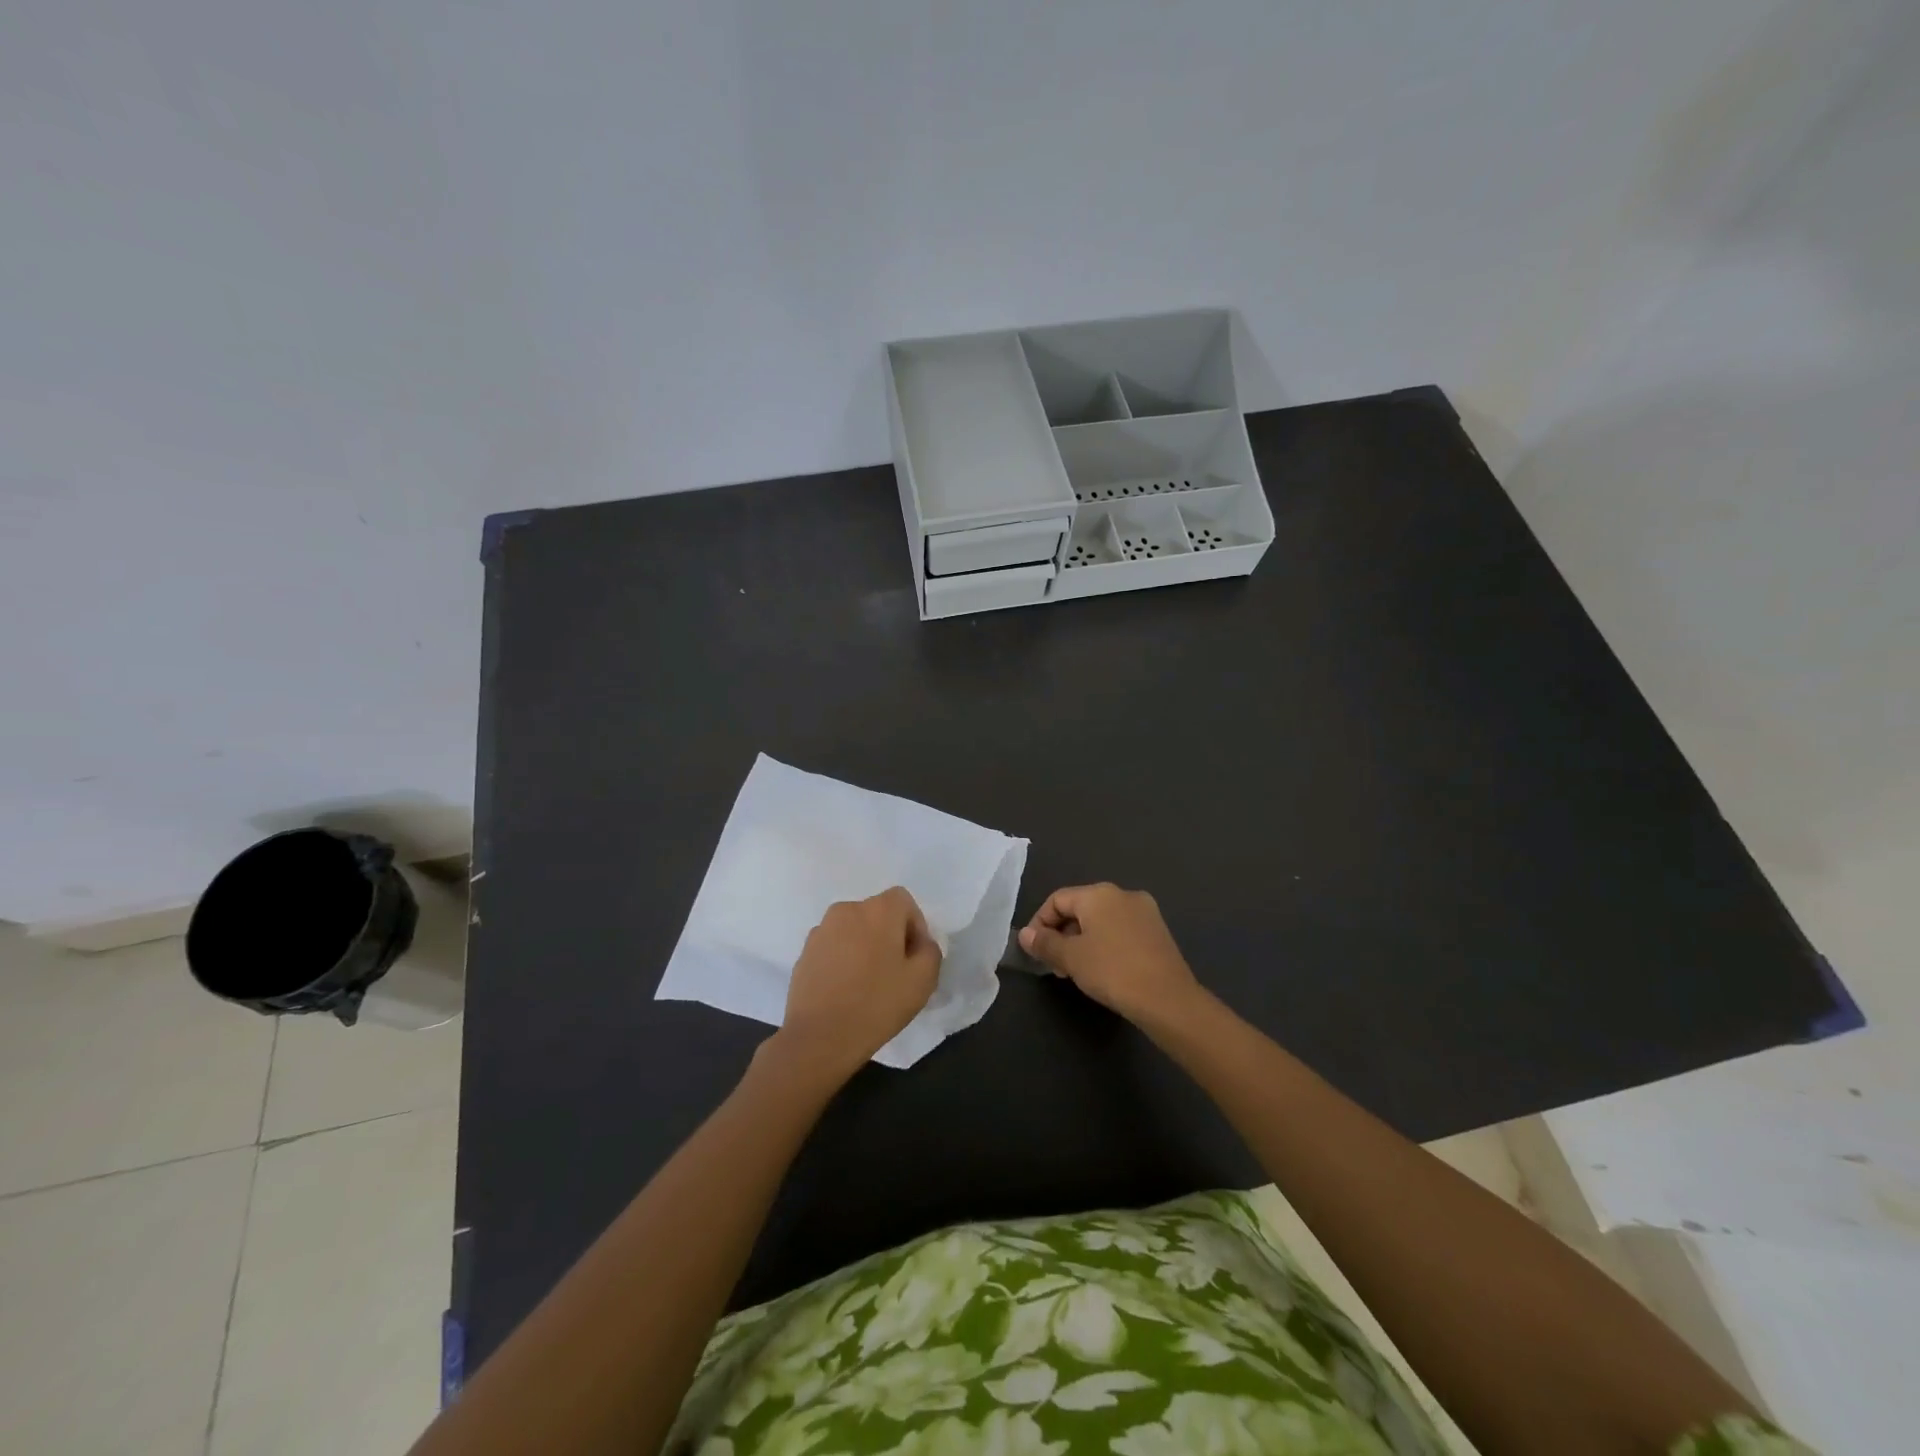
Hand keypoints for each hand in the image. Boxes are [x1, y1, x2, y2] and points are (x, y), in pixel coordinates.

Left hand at [772, 887, 941, 1079]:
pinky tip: (845, 990)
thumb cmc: (876, 1004)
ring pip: (853, 930)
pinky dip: (843, 959)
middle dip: (889, 936)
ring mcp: (821, 930)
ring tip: (868, 982)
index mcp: (878, 910)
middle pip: (877, 914)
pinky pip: (833, 946)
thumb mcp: (923, 981)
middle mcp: (847, 910)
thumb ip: (930, 951)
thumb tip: (919, 944)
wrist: (819, 1037)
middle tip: (895, 971)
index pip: (904, 901)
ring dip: (864, 946)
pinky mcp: (804, 952)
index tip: (915, 957)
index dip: (915, 926)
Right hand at [1019, 883, 1201, 1024]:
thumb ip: (1045, 943)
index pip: (1057, 899)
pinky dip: (1105, 944)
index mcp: (1099, 893)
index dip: (1040, 923)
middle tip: (1055, 965)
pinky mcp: (1158, 931)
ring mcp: (1145, 912)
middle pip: (1080, 908)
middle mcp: (1123, 894)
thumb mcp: (1071, 958)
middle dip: (1062, 934)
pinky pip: (1121, 930)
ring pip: (1102, 920)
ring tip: (1077, 971)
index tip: (1035, 950)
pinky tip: (1104, 970)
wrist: (1168, 999)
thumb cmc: (1112, 971)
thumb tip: (1025, 934)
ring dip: (1083, 941)